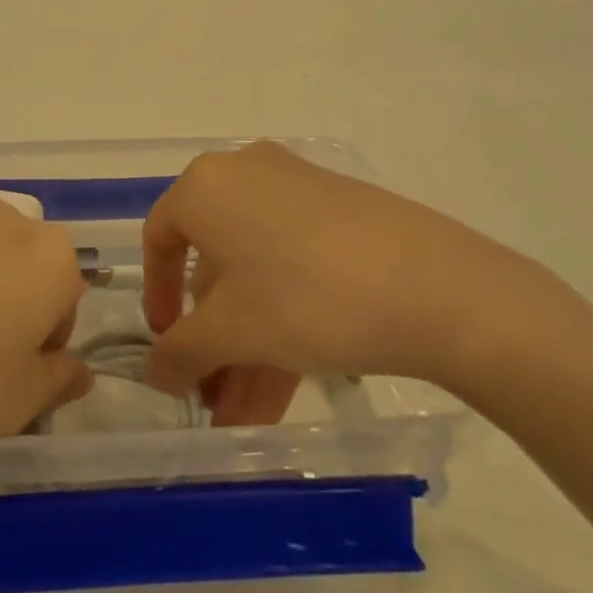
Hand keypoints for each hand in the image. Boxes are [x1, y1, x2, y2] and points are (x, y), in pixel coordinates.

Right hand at [142, 143, 567, 407]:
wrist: (438, 288)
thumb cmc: (305, 297)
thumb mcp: (231, 332)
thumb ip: (180, 352)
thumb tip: (154, 373)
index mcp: (206, 186)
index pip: (160, 238)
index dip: (156, 297)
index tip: (167, 344)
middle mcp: (248, 175)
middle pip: (215, 266)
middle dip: (212, 340)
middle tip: (213, 397)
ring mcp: (301, 192)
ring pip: (258, 275)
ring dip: (246, 346)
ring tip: (246, 417)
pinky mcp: (344, 214)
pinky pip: (295, 267)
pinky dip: (283, 321)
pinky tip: (285, 387)